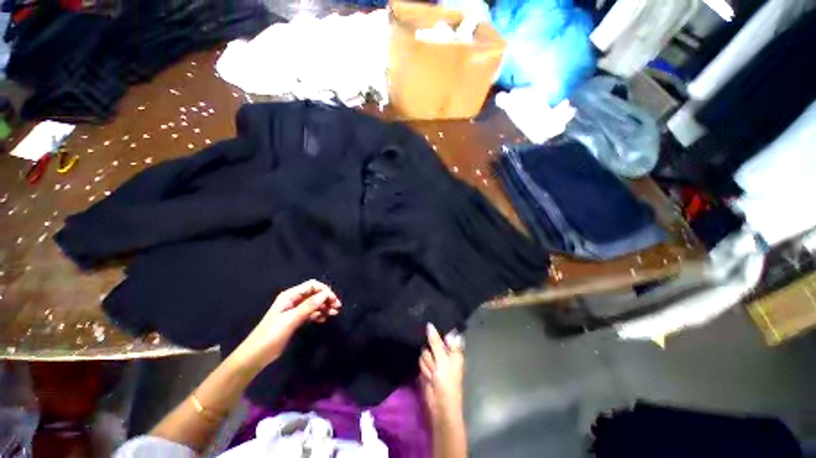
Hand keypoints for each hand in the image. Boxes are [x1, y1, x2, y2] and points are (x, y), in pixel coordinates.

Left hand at [234, 280, 341, 368]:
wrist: (256, 355)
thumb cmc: (271, 335)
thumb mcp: (291, 319)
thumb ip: (308, 306)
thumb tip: (325, 294)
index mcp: (290, 296)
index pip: (312, 286)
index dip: (324, 290)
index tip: (334, 300)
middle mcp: (293, 300)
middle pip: (314, 293)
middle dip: (326, 298)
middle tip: (337, 307)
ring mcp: (294, 310)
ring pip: (314, 303)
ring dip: (324, 306)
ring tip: (334, 313)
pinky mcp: (295, 319)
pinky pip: (310, 312)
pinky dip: (318, 314)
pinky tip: (324, 319)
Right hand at [419, 323, 464, 422]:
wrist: (440, 406)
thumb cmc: (447, 382)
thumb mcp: (442, 359)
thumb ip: (435, 342)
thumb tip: (429, 324)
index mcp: (453, 351)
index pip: (445, 335)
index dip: (438, 333)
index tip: (431, 327)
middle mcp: (444, 354)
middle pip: (432, 342)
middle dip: (431, 353)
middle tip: (436, 363)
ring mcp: (435, 361)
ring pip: (425, 352)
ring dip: (428, 363)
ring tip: (433, 374)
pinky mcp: (427, 368)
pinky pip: (421, 361)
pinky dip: (424, 369)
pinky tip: (428, 377)